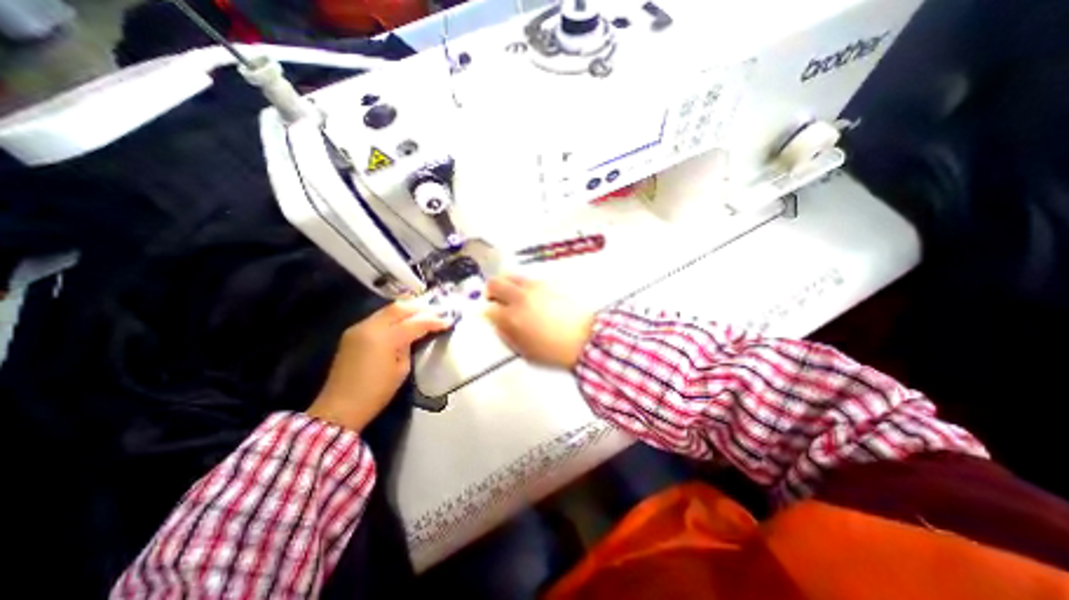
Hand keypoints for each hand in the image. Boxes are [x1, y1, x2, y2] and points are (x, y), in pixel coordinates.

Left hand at [307, 302, 447, 433]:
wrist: (340, 408)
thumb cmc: (377, 392)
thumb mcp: (402, 369)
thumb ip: (409, 346)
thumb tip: (415, 335)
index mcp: (385, 338)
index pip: (415, 323)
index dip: (434, 321)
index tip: (449, 321)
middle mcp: (371, 327)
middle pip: (400, 308)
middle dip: (420, 308)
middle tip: (436, 312)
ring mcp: (359, 327)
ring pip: (387, 309)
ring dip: (407, 310)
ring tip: (423, 314)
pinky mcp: (352, 332)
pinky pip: (378, 317)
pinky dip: (393, 316)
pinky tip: (403, 321)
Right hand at [485, 274, 591, 366]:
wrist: (586, 338)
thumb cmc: (555, 350)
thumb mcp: (525, 351)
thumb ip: (506, 334)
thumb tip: (498, 323)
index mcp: (512, 317)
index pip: (488, 308)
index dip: (487, 312)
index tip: (491, 314)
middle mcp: (521, 297)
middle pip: (495, 283)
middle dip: (491, 291)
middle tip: (495, 298)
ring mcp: (536, 287)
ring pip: (512, 275)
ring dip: (507, 283)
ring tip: (513, 294)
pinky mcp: (550, 282)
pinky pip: (530, 278)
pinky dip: (525, 284)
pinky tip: (534, 295)